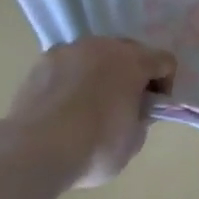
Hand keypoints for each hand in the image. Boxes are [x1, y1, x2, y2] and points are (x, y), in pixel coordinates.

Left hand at [0, 37, 176, 187]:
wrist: (34, 151)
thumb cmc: (95, 147)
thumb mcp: (134, 140)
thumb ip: (141, 116)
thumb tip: (135, 108)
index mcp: (133, 61)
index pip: (165, 61)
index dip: (164, 85)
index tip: (152, 109)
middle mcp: (103, 46)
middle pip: (129, 51)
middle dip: (132, 74)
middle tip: (124, 104)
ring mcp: (69, 50)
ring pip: (96, 55)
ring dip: (100, 72)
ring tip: (89, 104)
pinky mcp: (41, 62)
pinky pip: (68, 65)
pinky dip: (72, 79)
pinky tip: (64, 105)